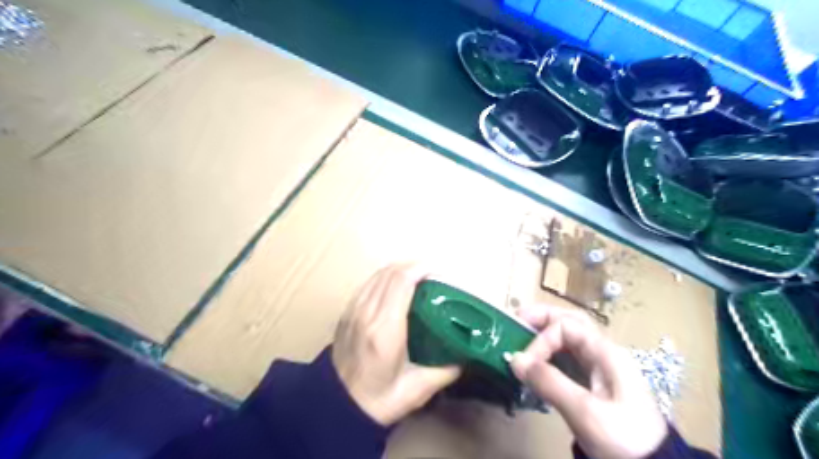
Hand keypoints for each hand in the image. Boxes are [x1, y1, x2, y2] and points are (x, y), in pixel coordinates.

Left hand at [331, 265, 459, 425]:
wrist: (336, 408)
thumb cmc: (378, 400)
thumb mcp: (417, 390)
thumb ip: (445, 371)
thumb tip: (465, 354)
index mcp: (385, 330)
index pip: (401, 282)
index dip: (420, 269)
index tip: (437, 271)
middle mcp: (366, 313)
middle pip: (389, 273)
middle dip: (413, 266)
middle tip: (432, 274)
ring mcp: (353, 310)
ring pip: (377, 275)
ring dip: (398, 269)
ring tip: (416, 277)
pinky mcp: (346, 313)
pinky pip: (368, 284)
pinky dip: (384, 278)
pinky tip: (395, 287)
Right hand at [511, 306, 668, 458]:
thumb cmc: (624, 439)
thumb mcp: (585, 411)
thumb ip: (549, 382)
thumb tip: (514, 359)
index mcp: (605, 352)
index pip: (565, 327)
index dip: (541, 340)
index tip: (524, 364)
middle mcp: (603, 353)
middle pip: (570, 322)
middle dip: (542, 317)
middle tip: (516, 319)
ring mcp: (599, 367)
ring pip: (569, 338)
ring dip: (544, 333)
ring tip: (521, 333)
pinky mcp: (593, 383)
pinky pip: (567, 358)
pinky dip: (548, 353)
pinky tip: (535, 361)